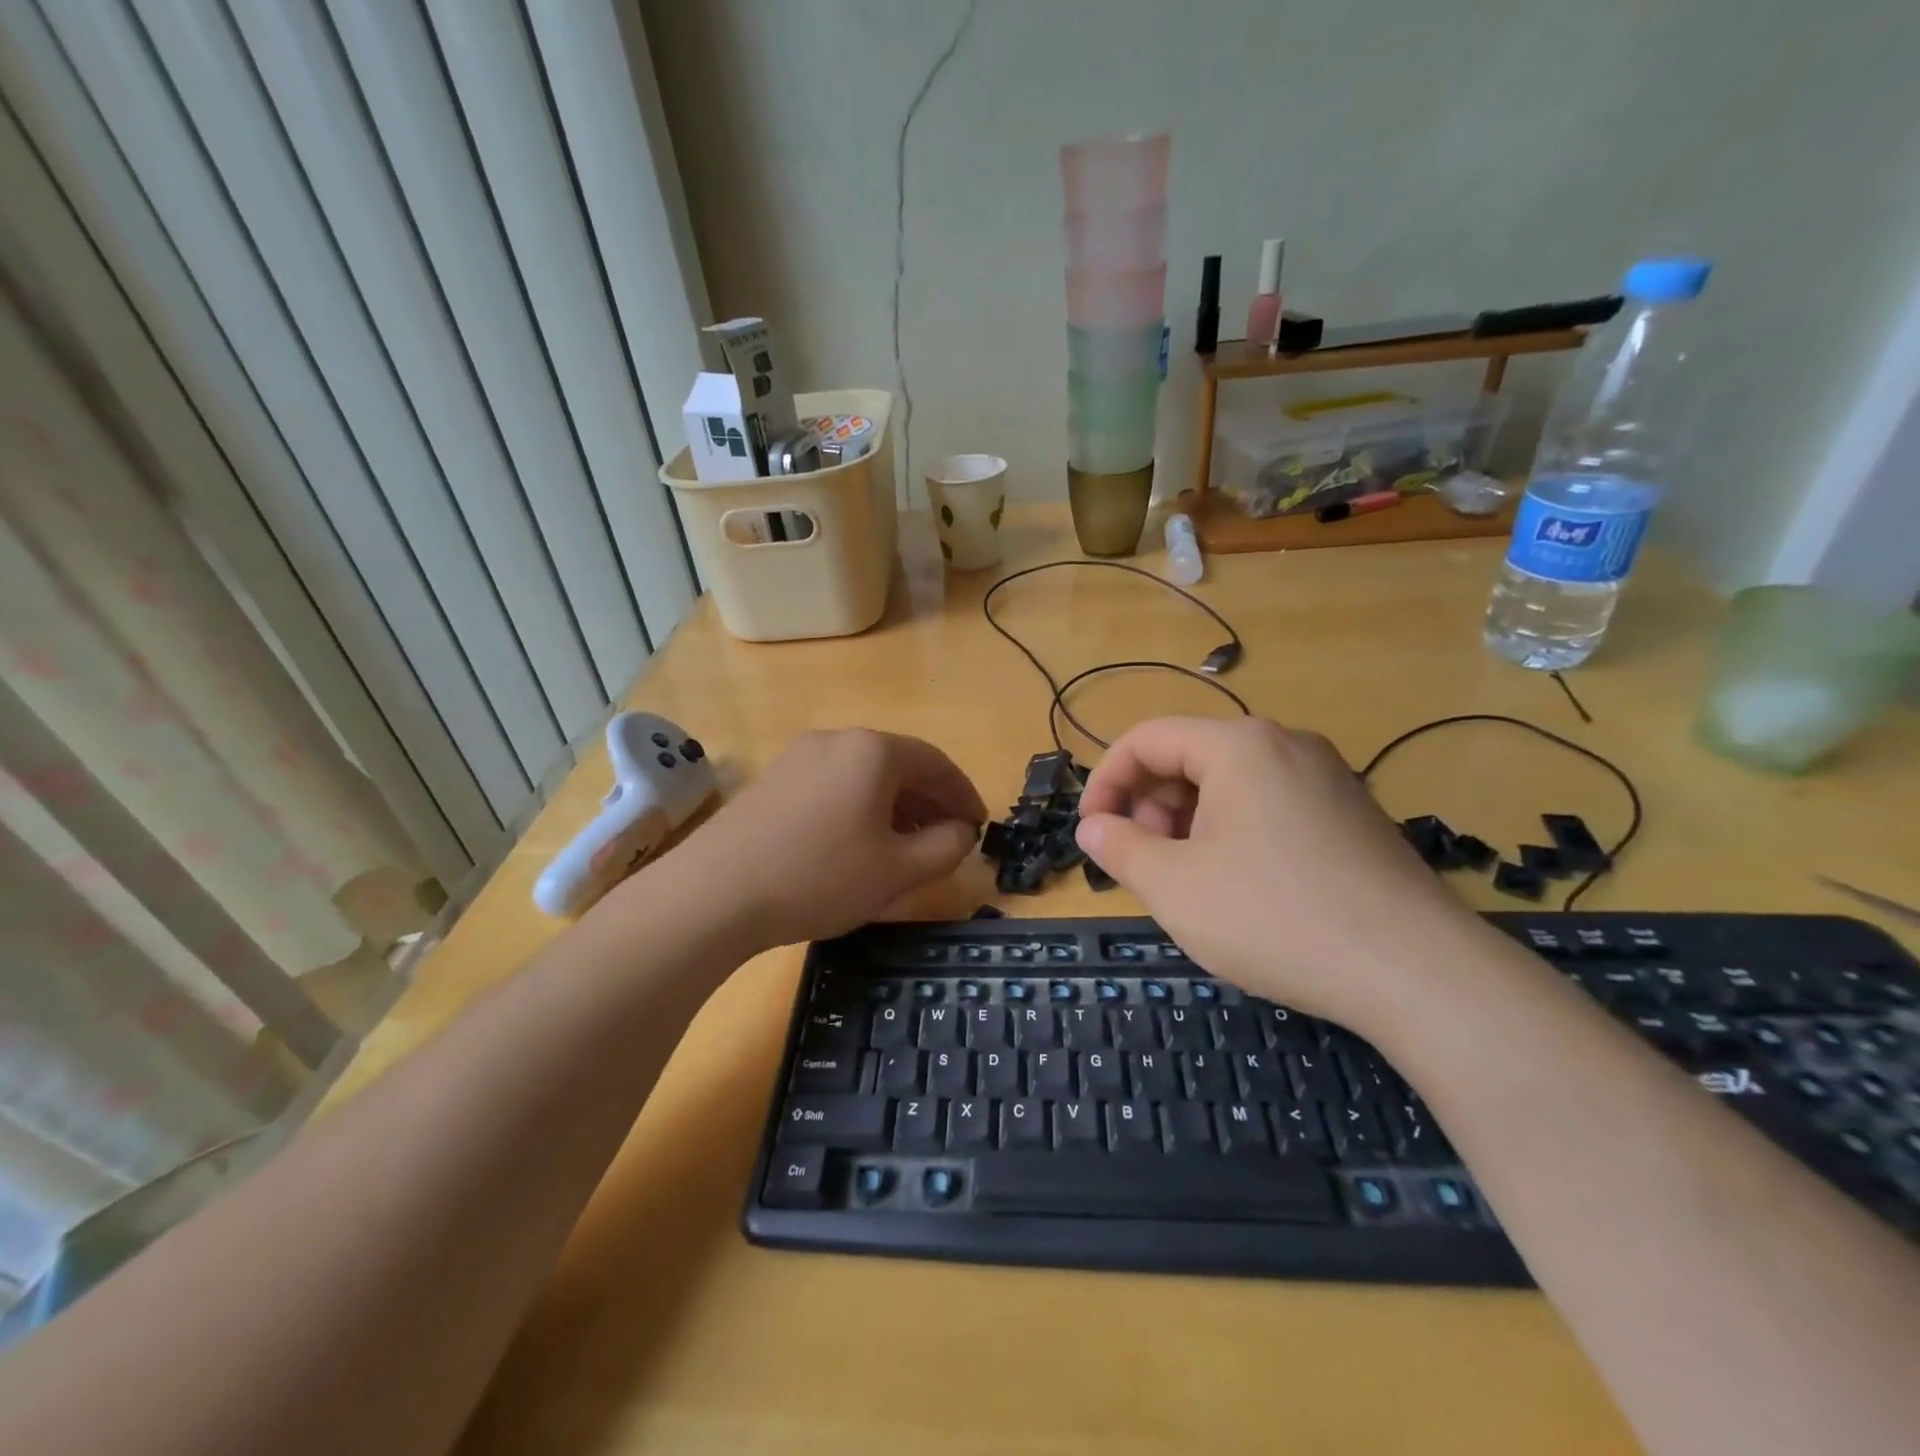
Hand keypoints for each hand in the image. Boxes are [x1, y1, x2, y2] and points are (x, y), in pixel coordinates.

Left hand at [669, 728, 986, 950]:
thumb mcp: (897, 870)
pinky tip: (858, 844)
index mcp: (873, 750)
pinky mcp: (773, 781)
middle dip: (929, 802)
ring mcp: (799, 757)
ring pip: (864, 777)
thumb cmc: (820, 876)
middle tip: (948, 838)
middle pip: (899, 765)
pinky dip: (859, 809)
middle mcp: (837, 740)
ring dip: (895, 807)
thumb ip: (945, 848)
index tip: (979, 826)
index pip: (936, 764)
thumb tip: (961, 832)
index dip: (964, 795)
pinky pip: (833, 786)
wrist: (714, 893)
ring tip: (907, 846)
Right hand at [1075, 716, 1484, 1026]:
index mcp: (1238, 746)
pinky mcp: (1352, 814)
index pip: (1146, 740)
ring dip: (1189, 823)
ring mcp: (1327, 778)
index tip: (1090, 832)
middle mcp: (1286, 745)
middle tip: (1144, 864)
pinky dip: (1233, 833)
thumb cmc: (1275, 917)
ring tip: (1189, 881)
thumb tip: (1093, 827)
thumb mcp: (1174, 887)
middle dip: (1150, 807)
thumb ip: (1119, 848)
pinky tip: (1241, 888)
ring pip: (1230, 785)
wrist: (1418, 972)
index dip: (1105, 782)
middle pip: (1189, 758)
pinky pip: (1270, 806)